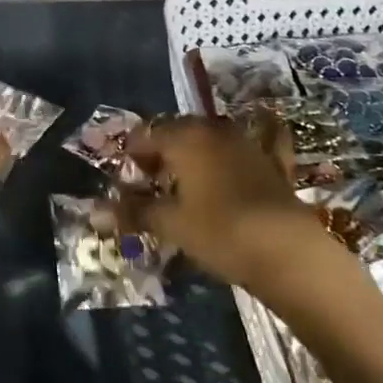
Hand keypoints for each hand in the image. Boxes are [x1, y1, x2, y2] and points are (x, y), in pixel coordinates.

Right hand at [124, 114, 329, 287]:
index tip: (125, 177)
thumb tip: (95, 211)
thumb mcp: (172, 224)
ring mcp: (246, 144)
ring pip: (210, 140)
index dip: (132, 154)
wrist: (288, 250)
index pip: (147, 135)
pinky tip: (236, 163)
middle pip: (178, 133)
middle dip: (161, 152)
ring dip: (194, 154)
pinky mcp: (272, 164)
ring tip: (184, 184)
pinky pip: (247, 150)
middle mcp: (214, 131)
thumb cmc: (220, 232)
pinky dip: (236, 156)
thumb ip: (134, 212)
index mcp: (185, 138)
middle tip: (150, 181)